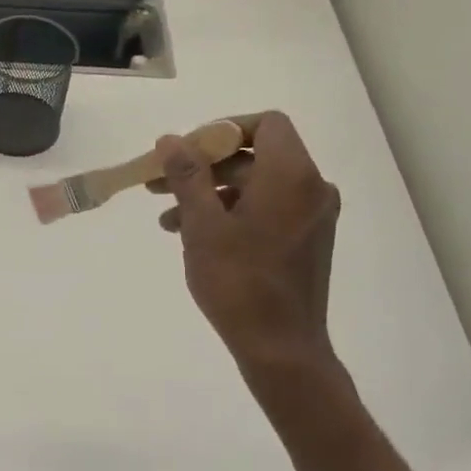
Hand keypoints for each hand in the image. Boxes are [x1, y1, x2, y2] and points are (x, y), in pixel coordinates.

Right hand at [150, 112, 341, 395]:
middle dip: (204, 167)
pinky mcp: (306, 241)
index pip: (265, 124)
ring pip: (256, 187)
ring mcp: (312, 217)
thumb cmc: (238, 281)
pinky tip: (194, 237)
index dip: (222, 130)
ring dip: (210, 194)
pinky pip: (266, 211)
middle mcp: (311, 187)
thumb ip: (187, 176)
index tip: (186, 151)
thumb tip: (171, 139)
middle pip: (255, 157)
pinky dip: (231, 214)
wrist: (279, 345)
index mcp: (291, 175)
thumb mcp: (202, 225)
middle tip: (159, 184)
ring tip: (167, 220)